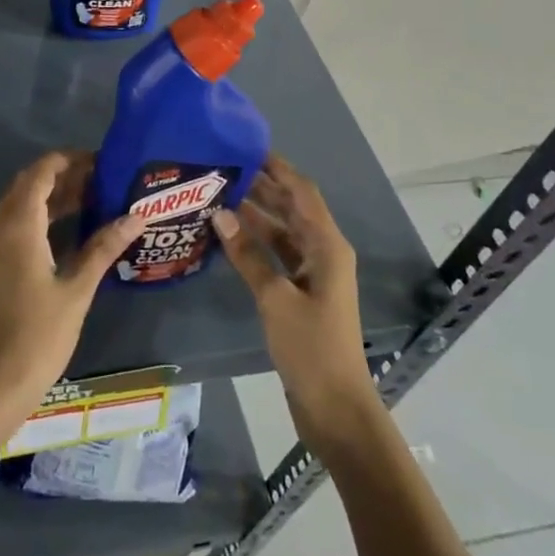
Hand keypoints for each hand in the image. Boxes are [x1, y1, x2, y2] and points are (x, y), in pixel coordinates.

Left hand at [0, 152, 146, 467]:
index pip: (41, 172)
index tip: (102, 161)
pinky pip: (18, 224)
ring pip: (23, 204)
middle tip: (104, 179)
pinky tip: (73, 229)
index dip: (70, 160)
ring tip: (96, 198)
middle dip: (64, 175)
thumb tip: (135, 216)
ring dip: (54, 196)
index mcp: (18, 225)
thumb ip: (103, 248)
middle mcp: (0, 227)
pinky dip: (43, 216)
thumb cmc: (37, 335)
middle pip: (30, 184)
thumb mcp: (76, 290)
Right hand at [213, 154, 381, 453]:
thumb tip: (220, 214)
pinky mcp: (301, 292)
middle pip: (292, 208)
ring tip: (219, 194)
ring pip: (283, 231)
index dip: (278, 168)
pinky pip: (277, 254)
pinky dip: (256, 242)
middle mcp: (323, 251)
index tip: (247, 148)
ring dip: (256, 214)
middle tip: (224, 169)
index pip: (302, 192)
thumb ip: (248, 255)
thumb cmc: (311, 348)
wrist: (335, 407)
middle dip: (262, 187)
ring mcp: (313, 272)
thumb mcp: (276, 298)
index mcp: (327, 245)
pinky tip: (228, 235)